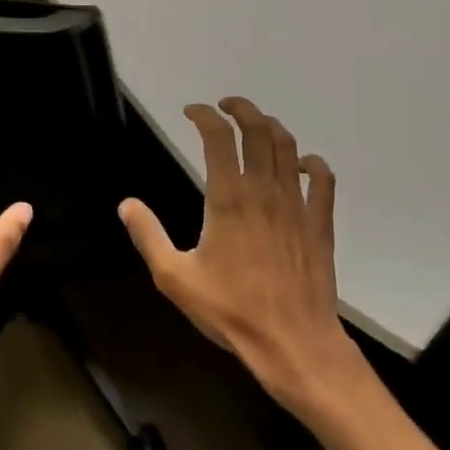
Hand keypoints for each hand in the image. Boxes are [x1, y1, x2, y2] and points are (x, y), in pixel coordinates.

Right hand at [118, 98, 352, 405]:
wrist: (293, 343)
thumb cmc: (231, 310)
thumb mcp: (175, 277)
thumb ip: (149, 236)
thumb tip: (126, 204)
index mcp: (228, 198)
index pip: (218, 137)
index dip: (204, 115)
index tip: (191, 111)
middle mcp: (264, 190)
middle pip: (258, 130)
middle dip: (240, 109)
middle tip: (225, 106)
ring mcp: (296, 204)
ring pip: (289, 147)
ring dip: (271, 127)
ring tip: (256, 125)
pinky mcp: (319, 222)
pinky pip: (322, 179)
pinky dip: (311, 162)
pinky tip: (301, 164)